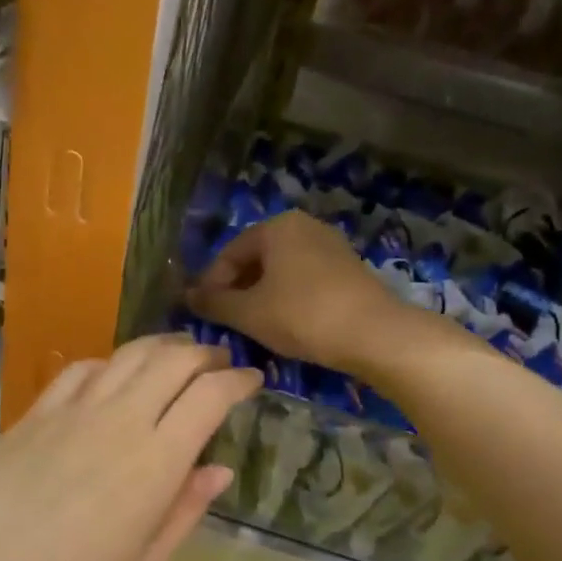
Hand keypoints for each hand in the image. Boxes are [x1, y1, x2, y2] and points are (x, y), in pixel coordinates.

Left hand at [0, 336, 259, 560]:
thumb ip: (183, 512)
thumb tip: (219, 469)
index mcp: (155, 462)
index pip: (209, 396)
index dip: (238, 380)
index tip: (253, 380)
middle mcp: (118, 421)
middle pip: (171, 361)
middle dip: (204, 354)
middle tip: (220, 362)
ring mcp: (70, 412)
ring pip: (127, 355)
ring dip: (161, 347)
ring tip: (177, 355)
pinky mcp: (33, 416)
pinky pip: (81, 370)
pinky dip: (111, 362)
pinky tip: (113, 375)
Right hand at [187, 212, 415, 374]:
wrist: (373, 333)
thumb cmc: (302, 316)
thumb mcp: (249, 313)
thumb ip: (214, 303)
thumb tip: (187, 296)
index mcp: (277, 227)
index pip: (230, 252)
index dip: (211, 283)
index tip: (202, 312)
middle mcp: (304, 226)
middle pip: (257, 258)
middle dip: (237, 289)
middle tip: (225, 321)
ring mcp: (330, 246)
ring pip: (281, 271)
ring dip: (261, 296)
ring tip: (252, 326)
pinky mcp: (348, 269)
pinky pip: (304, 279)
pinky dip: (287, 298)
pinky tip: (285, 324)